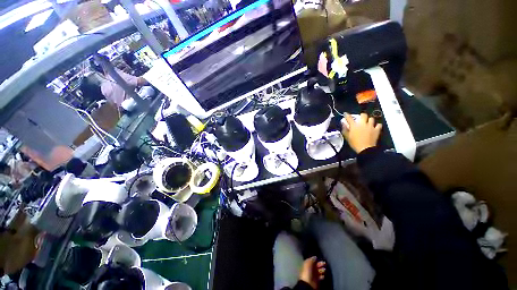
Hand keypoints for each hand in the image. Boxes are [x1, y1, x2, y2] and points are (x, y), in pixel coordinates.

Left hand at [299, 257, 325, 288]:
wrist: (308, 283)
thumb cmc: (308, 272)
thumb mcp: (309, 263)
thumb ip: (312, 259)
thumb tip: (315, 257)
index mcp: (307, 264)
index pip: (312, 260)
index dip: (315, 259)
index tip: (319, 258)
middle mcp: (311, 269)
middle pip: (316, 265)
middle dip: (320, 264)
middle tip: (324, 263)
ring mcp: (314, 274)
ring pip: (319, 271)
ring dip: (322, 270)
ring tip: (325, 269)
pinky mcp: (317, 280)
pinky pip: (320, 276)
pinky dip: (322, 275)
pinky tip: (324, 275)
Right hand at [342, 113, 381, 153]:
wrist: (365, 149)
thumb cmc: (354, 143)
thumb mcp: (347, 137)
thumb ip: (345, 129)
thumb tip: (343, 123)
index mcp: (354, 126)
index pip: (349, 118)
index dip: (347, 115)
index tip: (345, 113)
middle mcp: (363, 124)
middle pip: (363, 115)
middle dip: (362, 115)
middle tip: (360, 118)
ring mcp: (371, 126)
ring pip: (371, 119)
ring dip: (369, 120)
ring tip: (368, 122)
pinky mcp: (377, 130)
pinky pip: (379, 125)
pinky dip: (377, 125)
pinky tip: (375, 127)